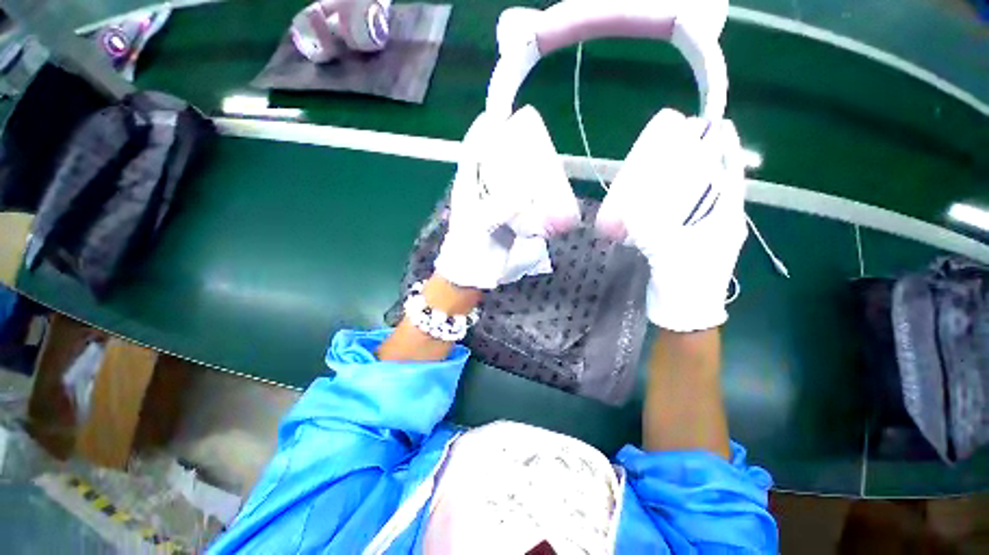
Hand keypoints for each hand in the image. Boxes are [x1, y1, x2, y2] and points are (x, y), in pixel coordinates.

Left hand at [434, 106, 580, 289]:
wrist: (474, 273)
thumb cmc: (469, 249)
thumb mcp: (478, 226)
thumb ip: (498, 209)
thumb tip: (525, 194)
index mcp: (468, 187)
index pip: (472, 152)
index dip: (482, 131)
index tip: (498, 114)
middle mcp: (481, 191)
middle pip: (494, 162)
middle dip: (509, 148)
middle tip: (529, 140)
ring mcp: (494, 204)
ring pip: (509, 180)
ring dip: (523, 171)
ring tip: (541, 161)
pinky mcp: (507, 217)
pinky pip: (520, 199)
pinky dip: (531, 194)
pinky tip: (544, 190)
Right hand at [596, 109, 747, 331]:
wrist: (683, 312)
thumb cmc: (687, 283)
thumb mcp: (673, 253)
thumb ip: (654, 230)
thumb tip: (629, 210)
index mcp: (726, 217)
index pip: (730, 174)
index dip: (725, 150)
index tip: (714, 126)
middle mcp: (718, 219)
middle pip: (712, 181)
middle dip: (699, 160)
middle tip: (676, 145)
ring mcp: (701, 230)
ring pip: (695, 196)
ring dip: (682, 180)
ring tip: (662, 165)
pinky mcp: (684, 240)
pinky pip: (679, 212)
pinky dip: (667, 201)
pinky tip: (651, 198)